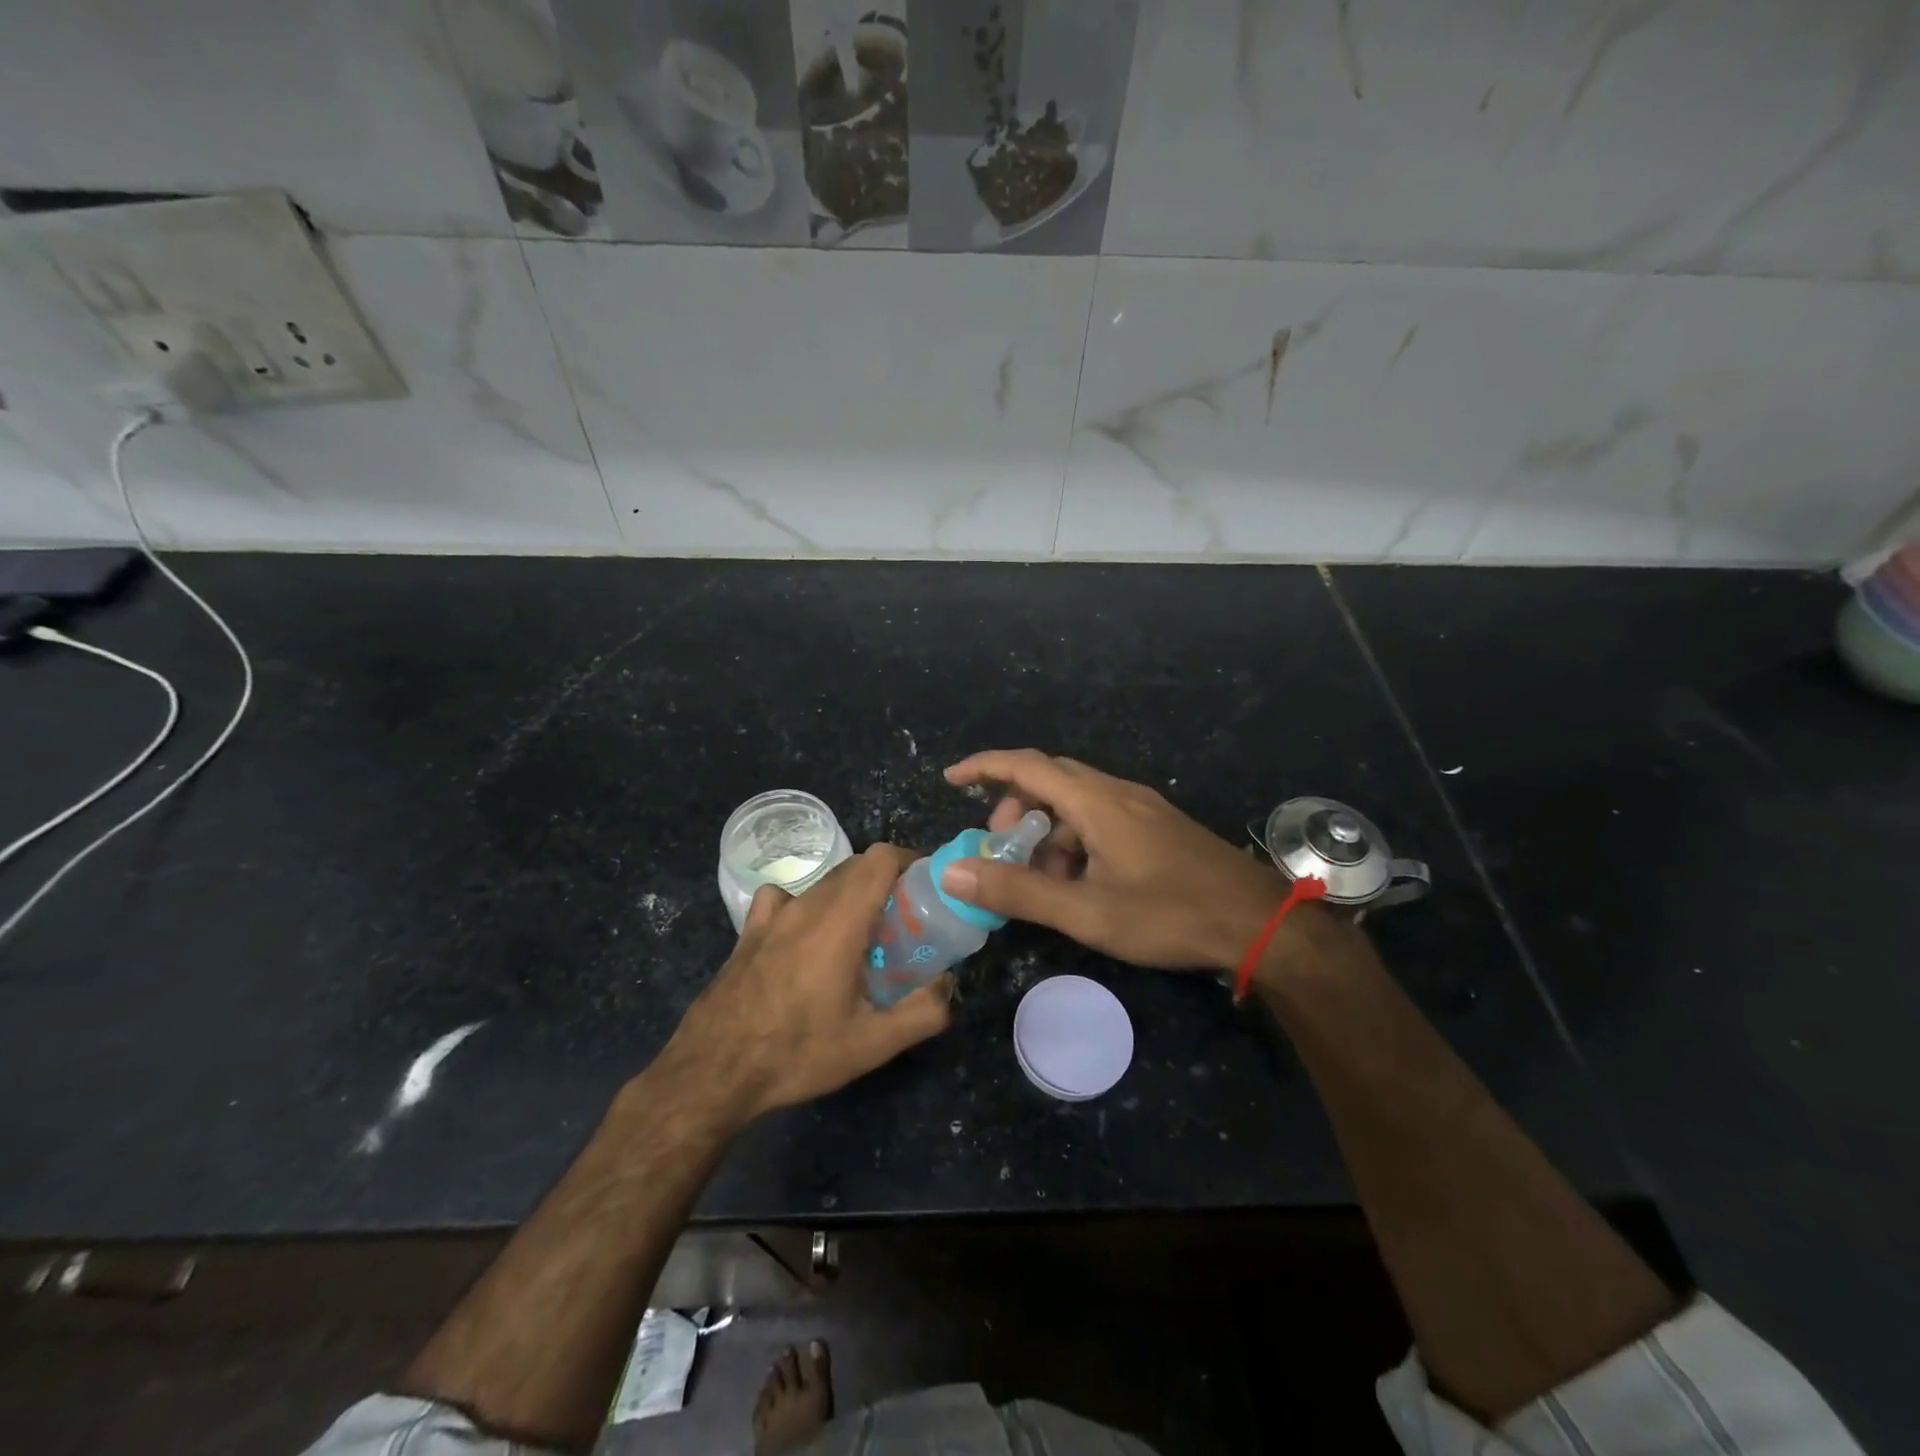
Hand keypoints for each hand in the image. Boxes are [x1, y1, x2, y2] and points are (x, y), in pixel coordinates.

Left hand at [661, 844, 953, 1123]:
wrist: (713, 1072)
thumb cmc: (796, 1053)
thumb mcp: (871, 1046)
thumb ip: (923, 1012)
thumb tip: (948, 985)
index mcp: (839, 921)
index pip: (880, 858)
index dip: (909, 861)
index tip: (926, 888)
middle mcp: (807, 905)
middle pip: (856, 866)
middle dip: (887, 882)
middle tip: (904, 921)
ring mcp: (773, 915)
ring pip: (824, 883)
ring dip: (851, 896)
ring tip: (862, 935)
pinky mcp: (749, 930)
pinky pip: (785, 899)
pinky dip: (806, 905)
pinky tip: (805, 938)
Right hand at [938, 749, 1290, 972]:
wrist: (1260, 923)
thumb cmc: (1169, 914)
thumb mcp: (1086, 911)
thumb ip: (1019, 891)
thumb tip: (953, 872)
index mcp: (1097, 802)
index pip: (1027, 766)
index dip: (985, 767)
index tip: (951, 779)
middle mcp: (1118, 792)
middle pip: (1050, 780)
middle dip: (1015, 808)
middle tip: (1001, 849)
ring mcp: (1142, 808)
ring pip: (1077, 802)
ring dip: (1048, 831)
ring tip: (1042, 879)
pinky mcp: (1157, 827)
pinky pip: (1101, 818)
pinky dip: (1075, 840)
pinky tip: (1081, 882)